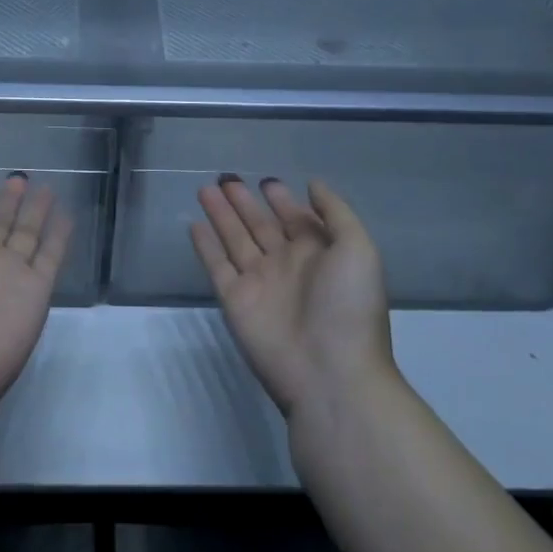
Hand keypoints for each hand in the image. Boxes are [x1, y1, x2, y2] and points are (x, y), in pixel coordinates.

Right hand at [191, 176, 395, 418]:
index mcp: (318, 254)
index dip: (281, 200)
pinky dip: (205, 246)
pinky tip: (194, 224)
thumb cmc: (349, 307)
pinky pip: (216, 266)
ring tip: (205, 189)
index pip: (295, 219)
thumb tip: (312, 184)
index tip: (266, 180)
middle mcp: (286, 265)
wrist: (330, 374)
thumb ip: (335, 212)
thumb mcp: (358, 249)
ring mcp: (258, 283)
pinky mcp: (235, 300)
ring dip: (221, 215)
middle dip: (244, 202)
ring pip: (234, 239)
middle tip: (225, 177)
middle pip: (260, 225)